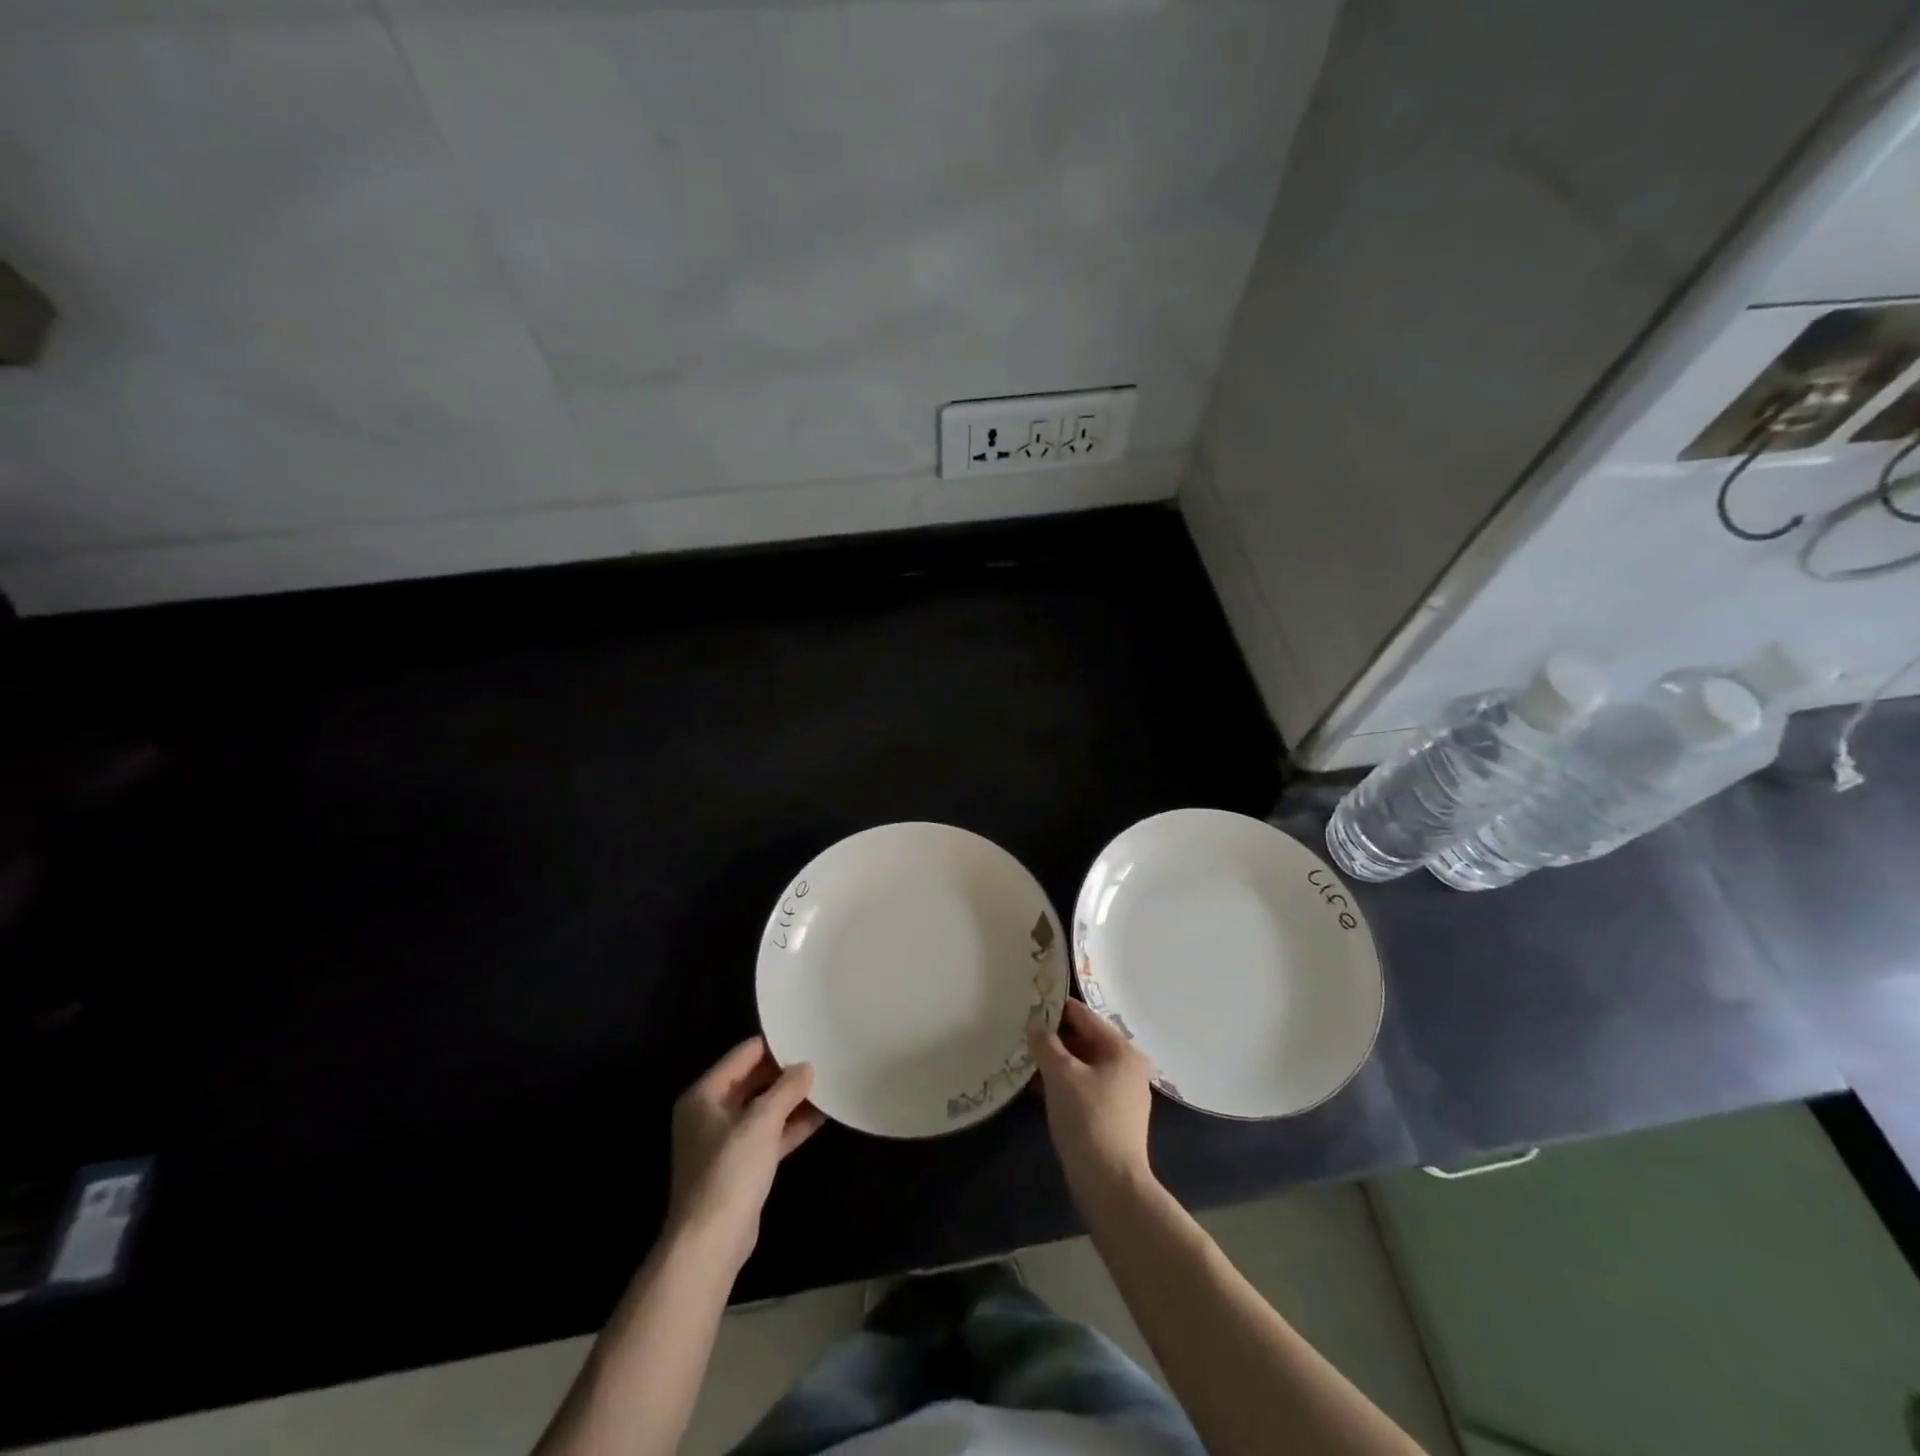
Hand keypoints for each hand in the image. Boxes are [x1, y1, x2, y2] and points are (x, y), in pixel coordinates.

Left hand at [666, 1037, 824, 1273]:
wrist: (710, 1243)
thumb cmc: (729, 1171)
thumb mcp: (761, 1121)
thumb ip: (786, 1089)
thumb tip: (806, 1067)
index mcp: (705, 1094)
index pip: (744, 1055)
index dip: (775, 1045)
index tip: (807, 1035)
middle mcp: (711, 1113)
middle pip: (754, 1080)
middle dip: (786, 1073)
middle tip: (822, 1058)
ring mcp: (725, 1141)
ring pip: (763, 1109)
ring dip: (792, 1100)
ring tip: (828, 1083)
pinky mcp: (741, 1166)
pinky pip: (769, 1135)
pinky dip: (791, 1125)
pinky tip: (822, 1115)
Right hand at [1028, 998, 1154, 1202]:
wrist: (1111, 1185)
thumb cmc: (1088, 1119)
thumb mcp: (1061, 1075)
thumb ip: (1046, 1044)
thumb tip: (1034, 1021)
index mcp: (1122, 1051)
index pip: (1085, 1016)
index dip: (1056, 1008)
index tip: (1029, 1003)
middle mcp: (1127, 1068)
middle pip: (1085, 1040)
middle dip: (1054, 1037)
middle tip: (1022, 1031)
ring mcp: (1121, 1095)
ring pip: (1083, 1066)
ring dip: (1056, 1062)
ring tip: (1024, 1057)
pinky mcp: (1112, 1118)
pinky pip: (1083, 1087)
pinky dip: (1063, 1083)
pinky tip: (1037, 1086)